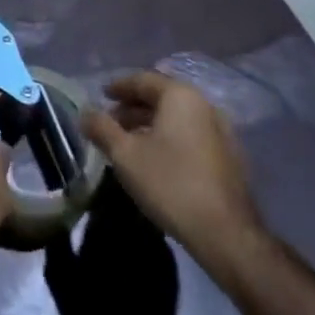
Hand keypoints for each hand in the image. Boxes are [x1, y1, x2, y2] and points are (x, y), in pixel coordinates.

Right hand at [81, 70, 265, 280]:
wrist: (227, 235)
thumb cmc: (171, 184)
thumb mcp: (125, 155)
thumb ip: (102, 128)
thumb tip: (84, 113)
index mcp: (180, 96)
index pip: (143, 80)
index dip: (118, 86)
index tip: (101, 95)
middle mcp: (204, 105)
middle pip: (161, 98)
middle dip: (133, 108)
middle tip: (111, 122)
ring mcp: (221, 132)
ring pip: (177, 119)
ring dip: (151, 125)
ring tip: (130, 143)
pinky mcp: (230, 158)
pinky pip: (191, 136)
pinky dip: (170, 139)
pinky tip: (157, 160)